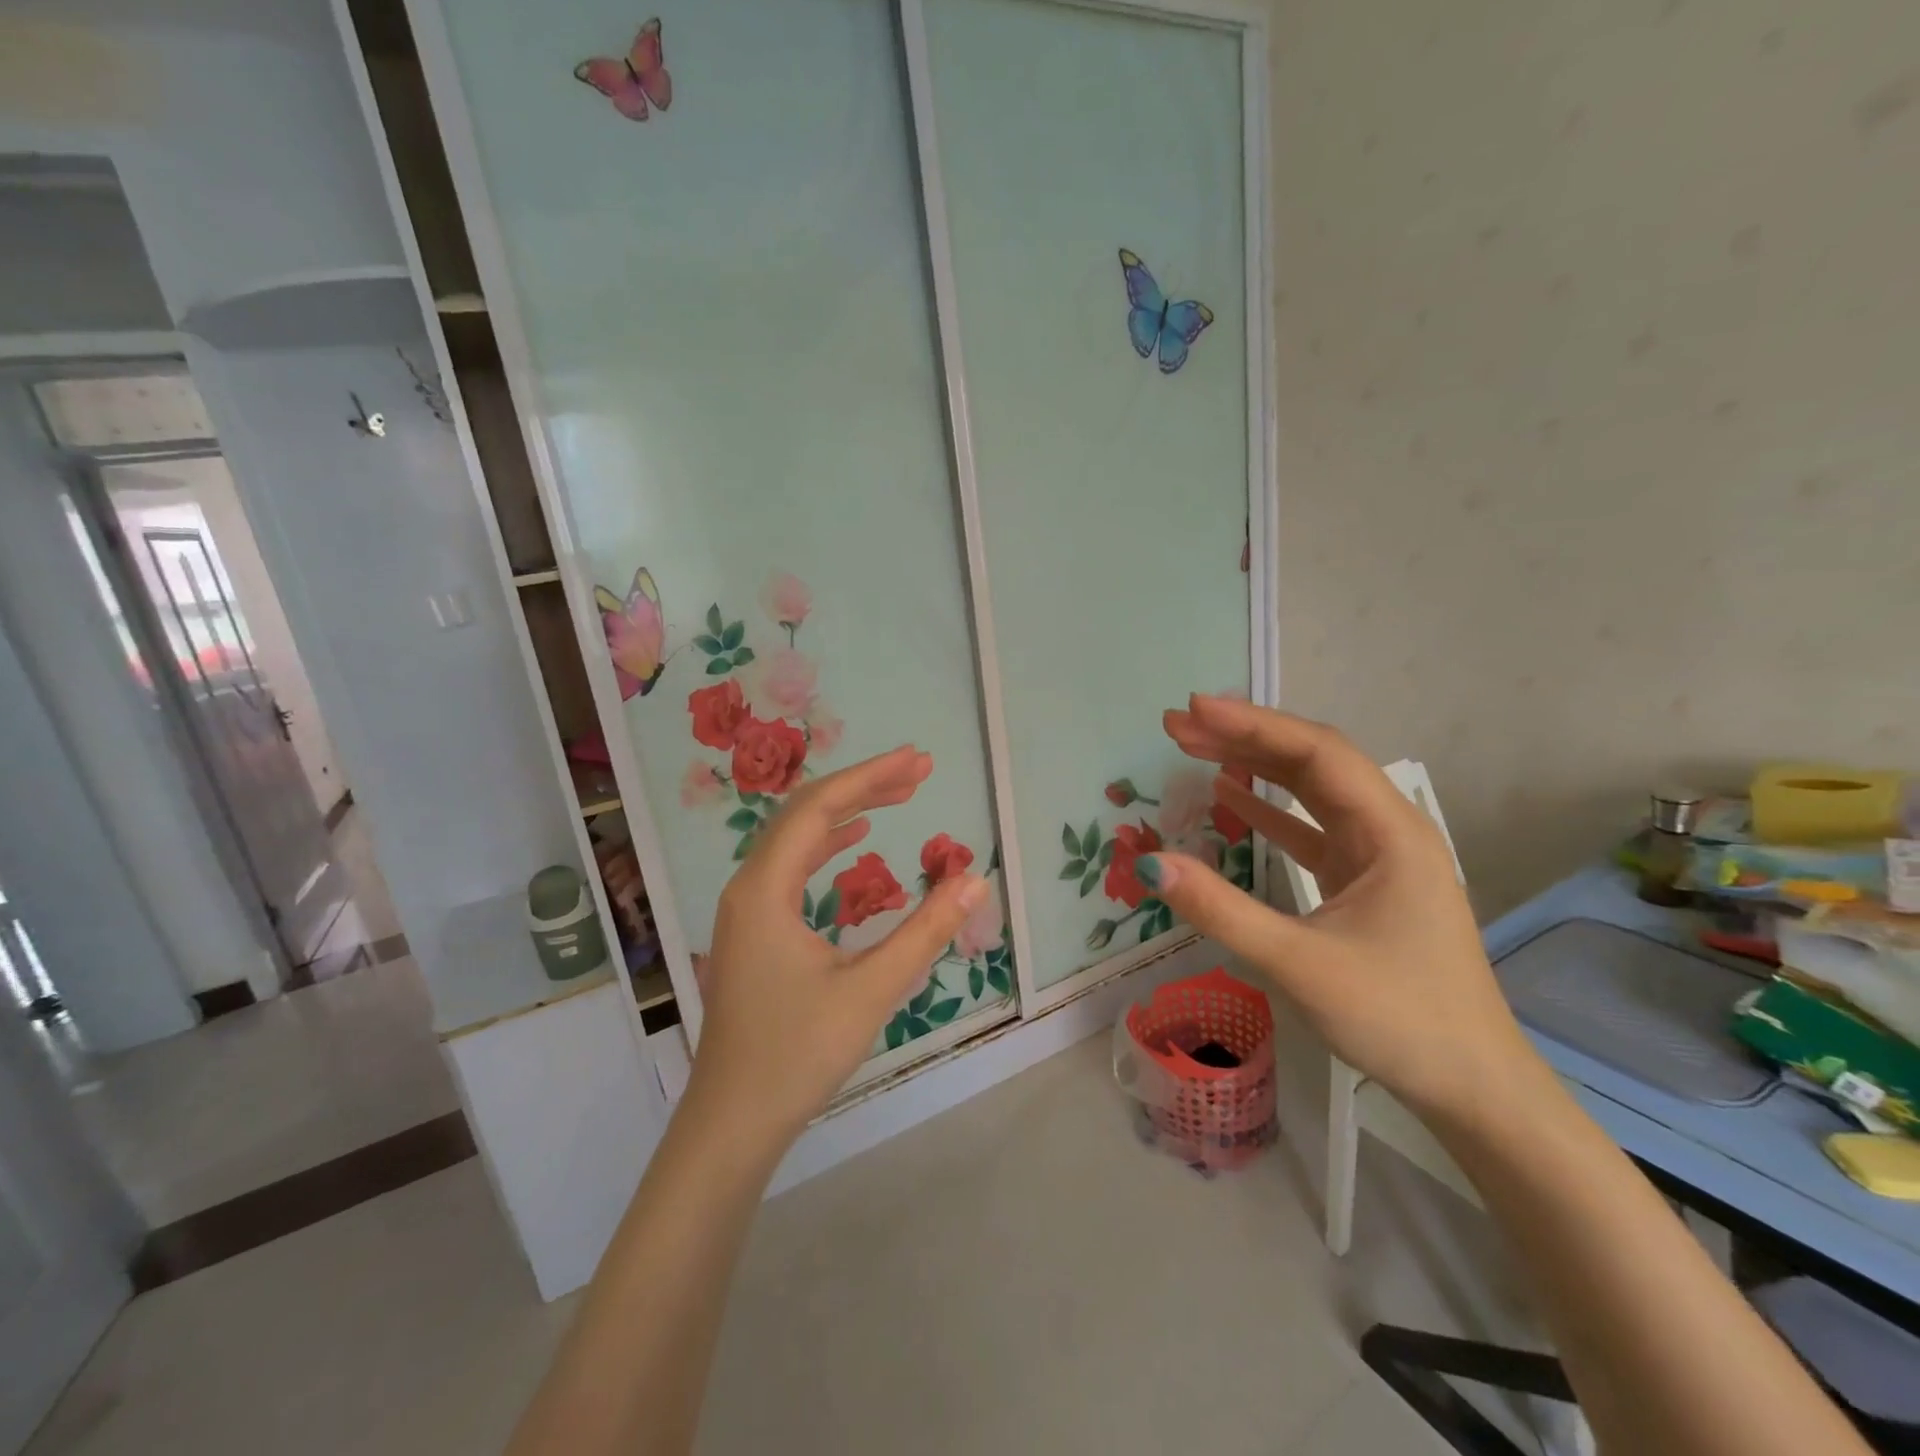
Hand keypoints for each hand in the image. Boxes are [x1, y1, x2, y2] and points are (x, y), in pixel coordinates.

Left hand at [685, 745, 987, 1151]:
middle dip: (864, 786)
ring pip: (797, 838)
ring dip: (847, 811)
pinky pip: (792, 866)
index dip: (871, 776)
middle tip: (919, 771)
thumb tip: (975, 880)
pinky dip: (828, 843)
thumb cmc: (797, 1055)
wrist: (733, 1122)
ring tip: (899, 795)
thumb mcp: (870, 990)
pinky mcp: (754, 931)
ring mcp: (747, 909)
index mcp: (766, 889)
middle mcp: (749, 886)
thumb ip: (924, 931)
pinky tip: (856, 841)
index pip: (819, 809)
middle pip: (805, 813)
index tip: (918, 759)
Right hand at [1141, 695, 1543, 1123]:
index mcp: (1390, 833)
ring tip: (1194, 749)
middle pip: (1312, 762)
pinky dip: (1268, 810)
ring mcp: (1376, 856)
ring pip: (1310, 791)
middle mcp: (1387, 830)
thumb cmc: (1399, 1019)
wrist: (1472, 1087)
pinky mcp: (1362, 883)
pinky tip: (1229, 797)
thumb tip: (1152, 863)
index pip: (1317, 754)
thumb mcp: (1301, 964)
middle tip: (1178, 726)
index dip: (1253, 725)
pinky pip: (1310, 828)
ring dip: (1253, 767)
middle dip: (1244, 737)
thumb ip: (1223, 910)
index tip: (1195, 710)